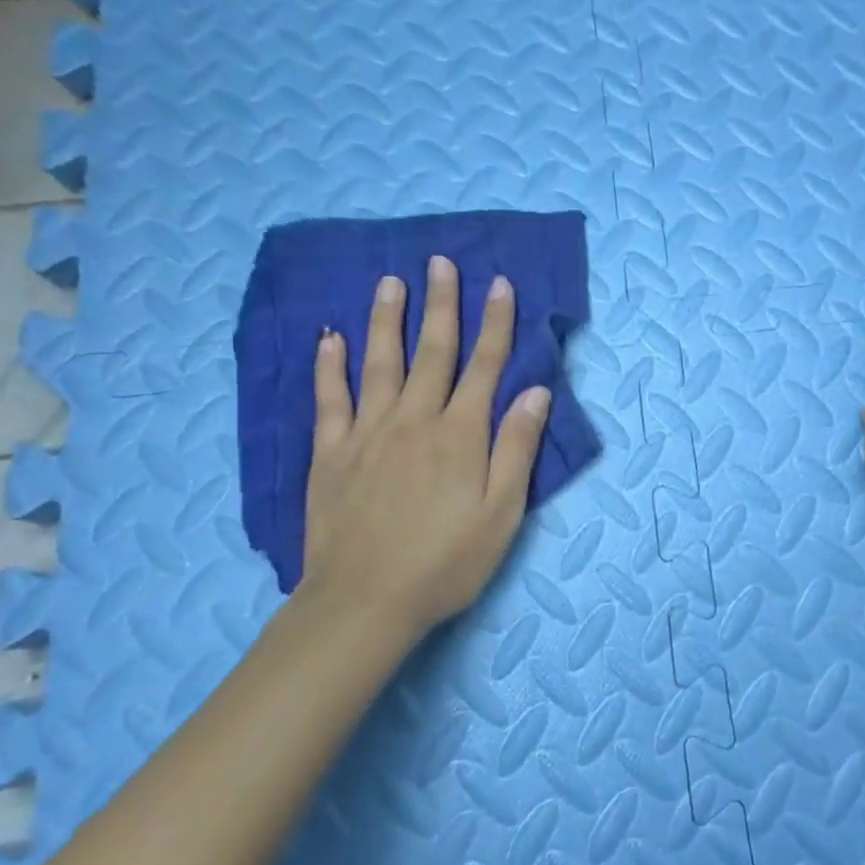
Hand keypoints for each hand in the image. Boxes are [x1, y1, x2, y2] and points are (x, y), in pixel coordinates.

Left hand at [302, 255, 551, 638]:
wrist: (365, 601)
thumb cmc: (446, 562)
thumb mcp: (502, 513)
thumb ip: (517, 449)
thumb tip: (535, 393)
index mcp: (460, 435)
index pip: (484, 366)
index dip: (496, 323)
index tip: (501, 284)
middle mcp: (415, 420)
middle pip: (433, 352)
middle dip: (442, 305)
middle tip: (441, 263)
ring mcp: (368, 432)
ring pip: (380, 363)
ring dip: (388, 319)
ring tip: (391, 281)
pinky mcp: (331, 452)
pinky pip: (329, 398)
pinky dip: (330, 365)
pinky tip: (330, 337)